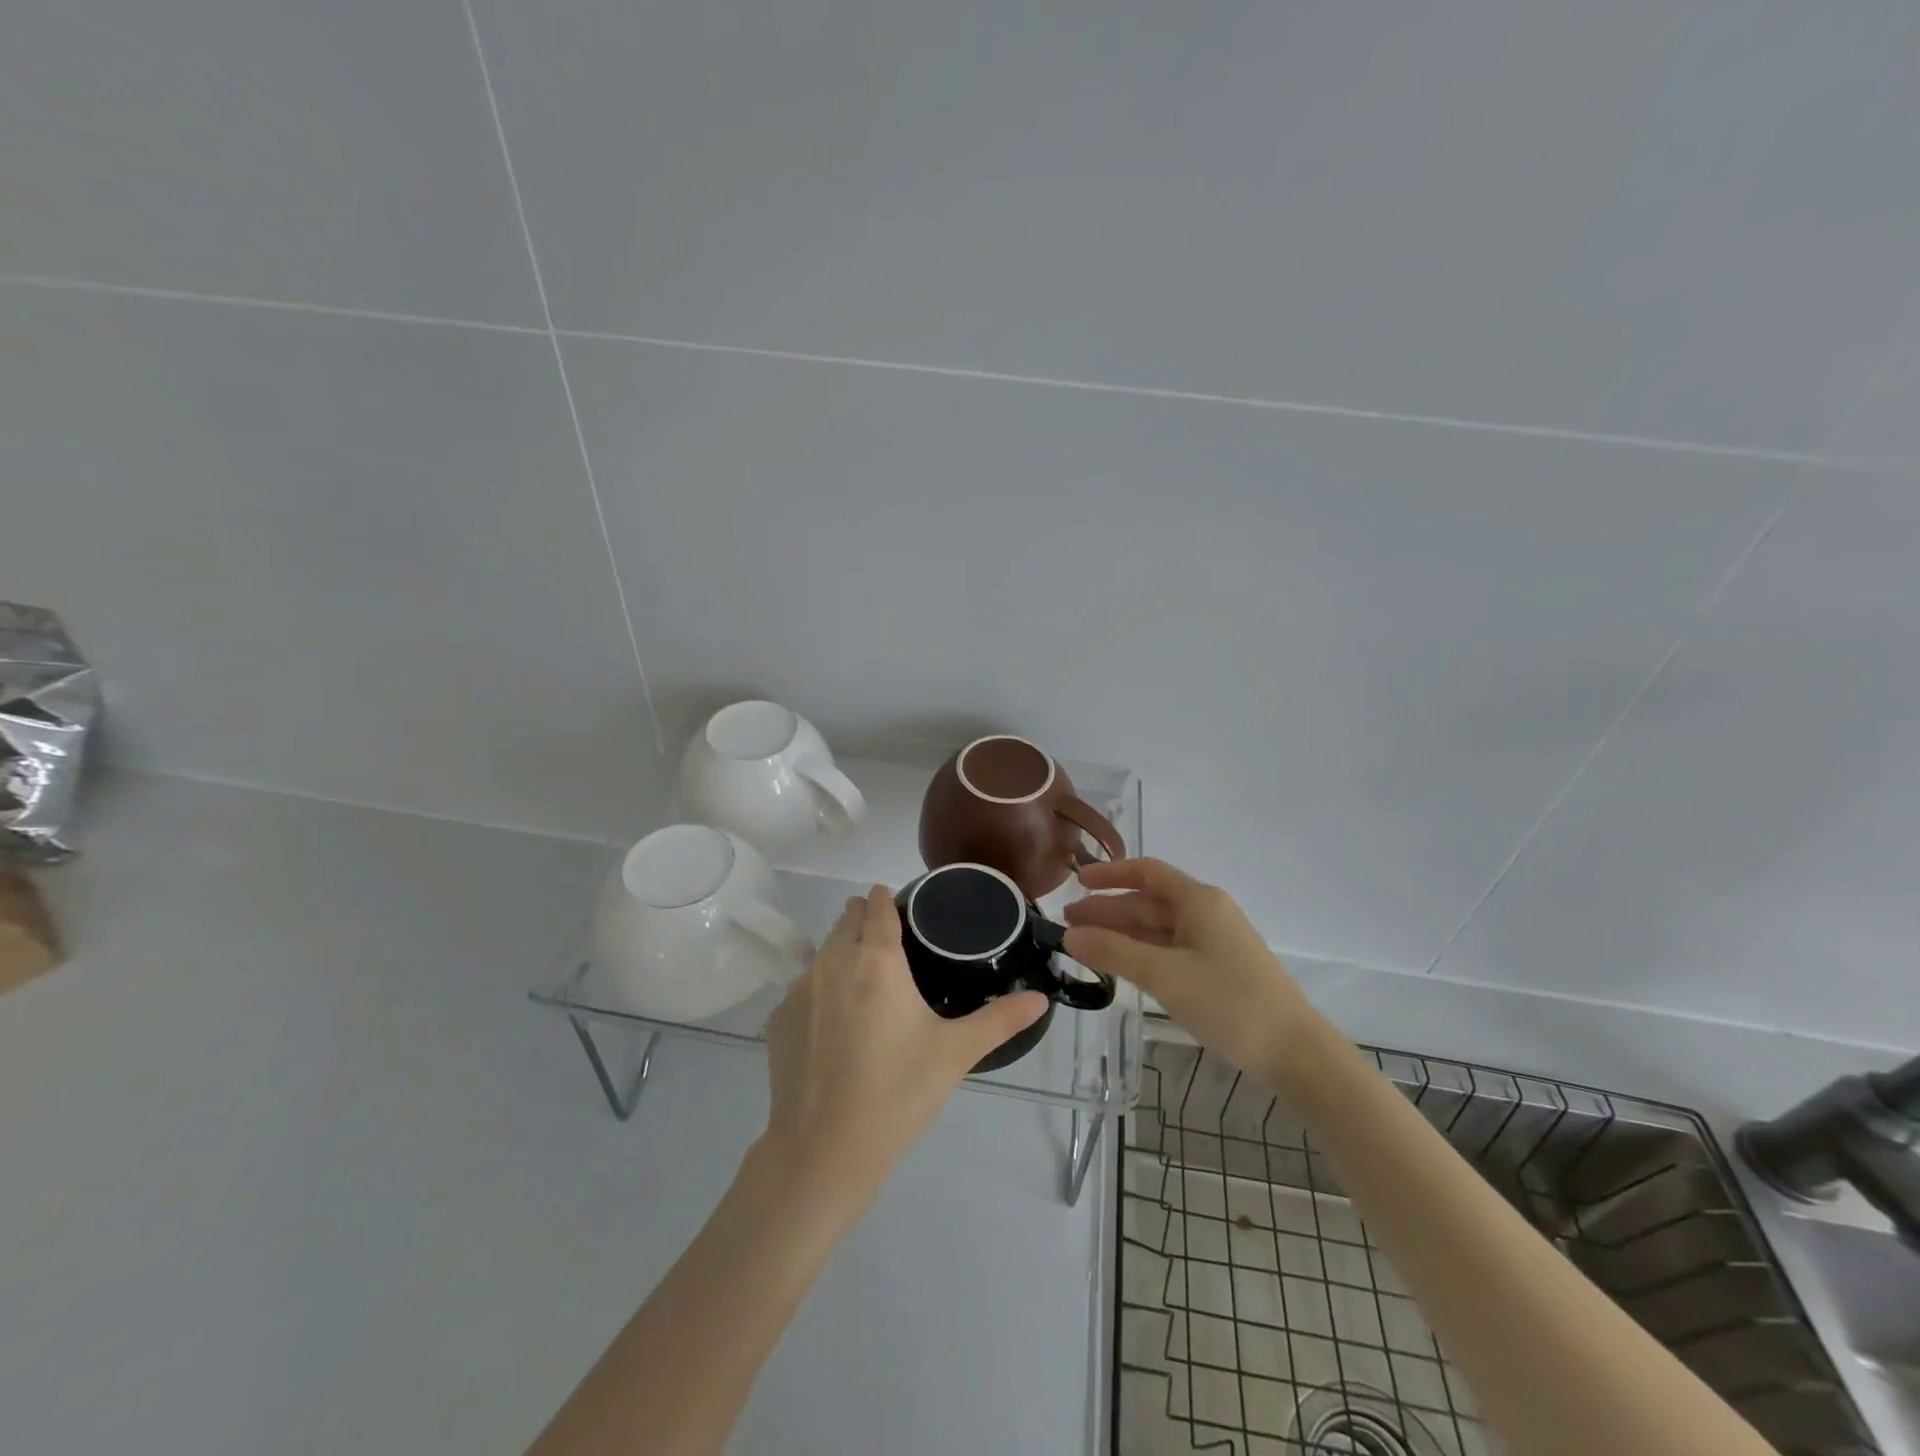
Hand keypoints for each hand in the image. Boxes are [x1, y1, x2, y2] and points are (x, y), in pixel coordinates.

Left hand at [760, 886, 1047, 1216]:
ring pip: (822, 951)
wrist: (824, 1149)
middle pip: (846, 920)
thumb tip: (1041, 999)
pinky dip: (819, 989)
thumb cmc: (898, 1091)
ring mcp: (798, 988)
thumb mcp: (956, 1053)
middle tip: (889, 943)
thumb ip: (1000, 1020)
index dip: (887, 900)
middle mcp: (832, 961)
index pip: (877, 906)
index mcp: (876, 959)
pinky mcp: (778, 1018)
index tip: (901, 906)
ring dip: (840, 951)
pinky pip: (802, 986)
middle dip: (864, 919)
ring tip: (864, 980)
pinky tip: (833, 1023)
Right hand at [1063, 858, 1316, 1079]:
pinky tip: (1120, 965)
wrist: (1294, 1051)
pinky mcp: (1218, 968)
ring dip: (1121, 934)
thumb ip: (1114, 952)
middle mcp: (1206, 913)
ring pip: (1157, 928)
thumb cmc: (1229, 1002)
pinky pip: (1170, 949)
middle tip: (1067, 923)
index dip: (1110, 875)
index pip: (1147, 872)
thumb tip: (1070, 936)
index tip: (1076, 883)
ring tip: (1084, 945)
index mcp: (1198, 900)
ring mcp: (1214, 942)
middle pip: (1148, 902)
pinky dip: (1141, 952)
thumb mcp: (1164, 975)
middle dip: (1108, 910)